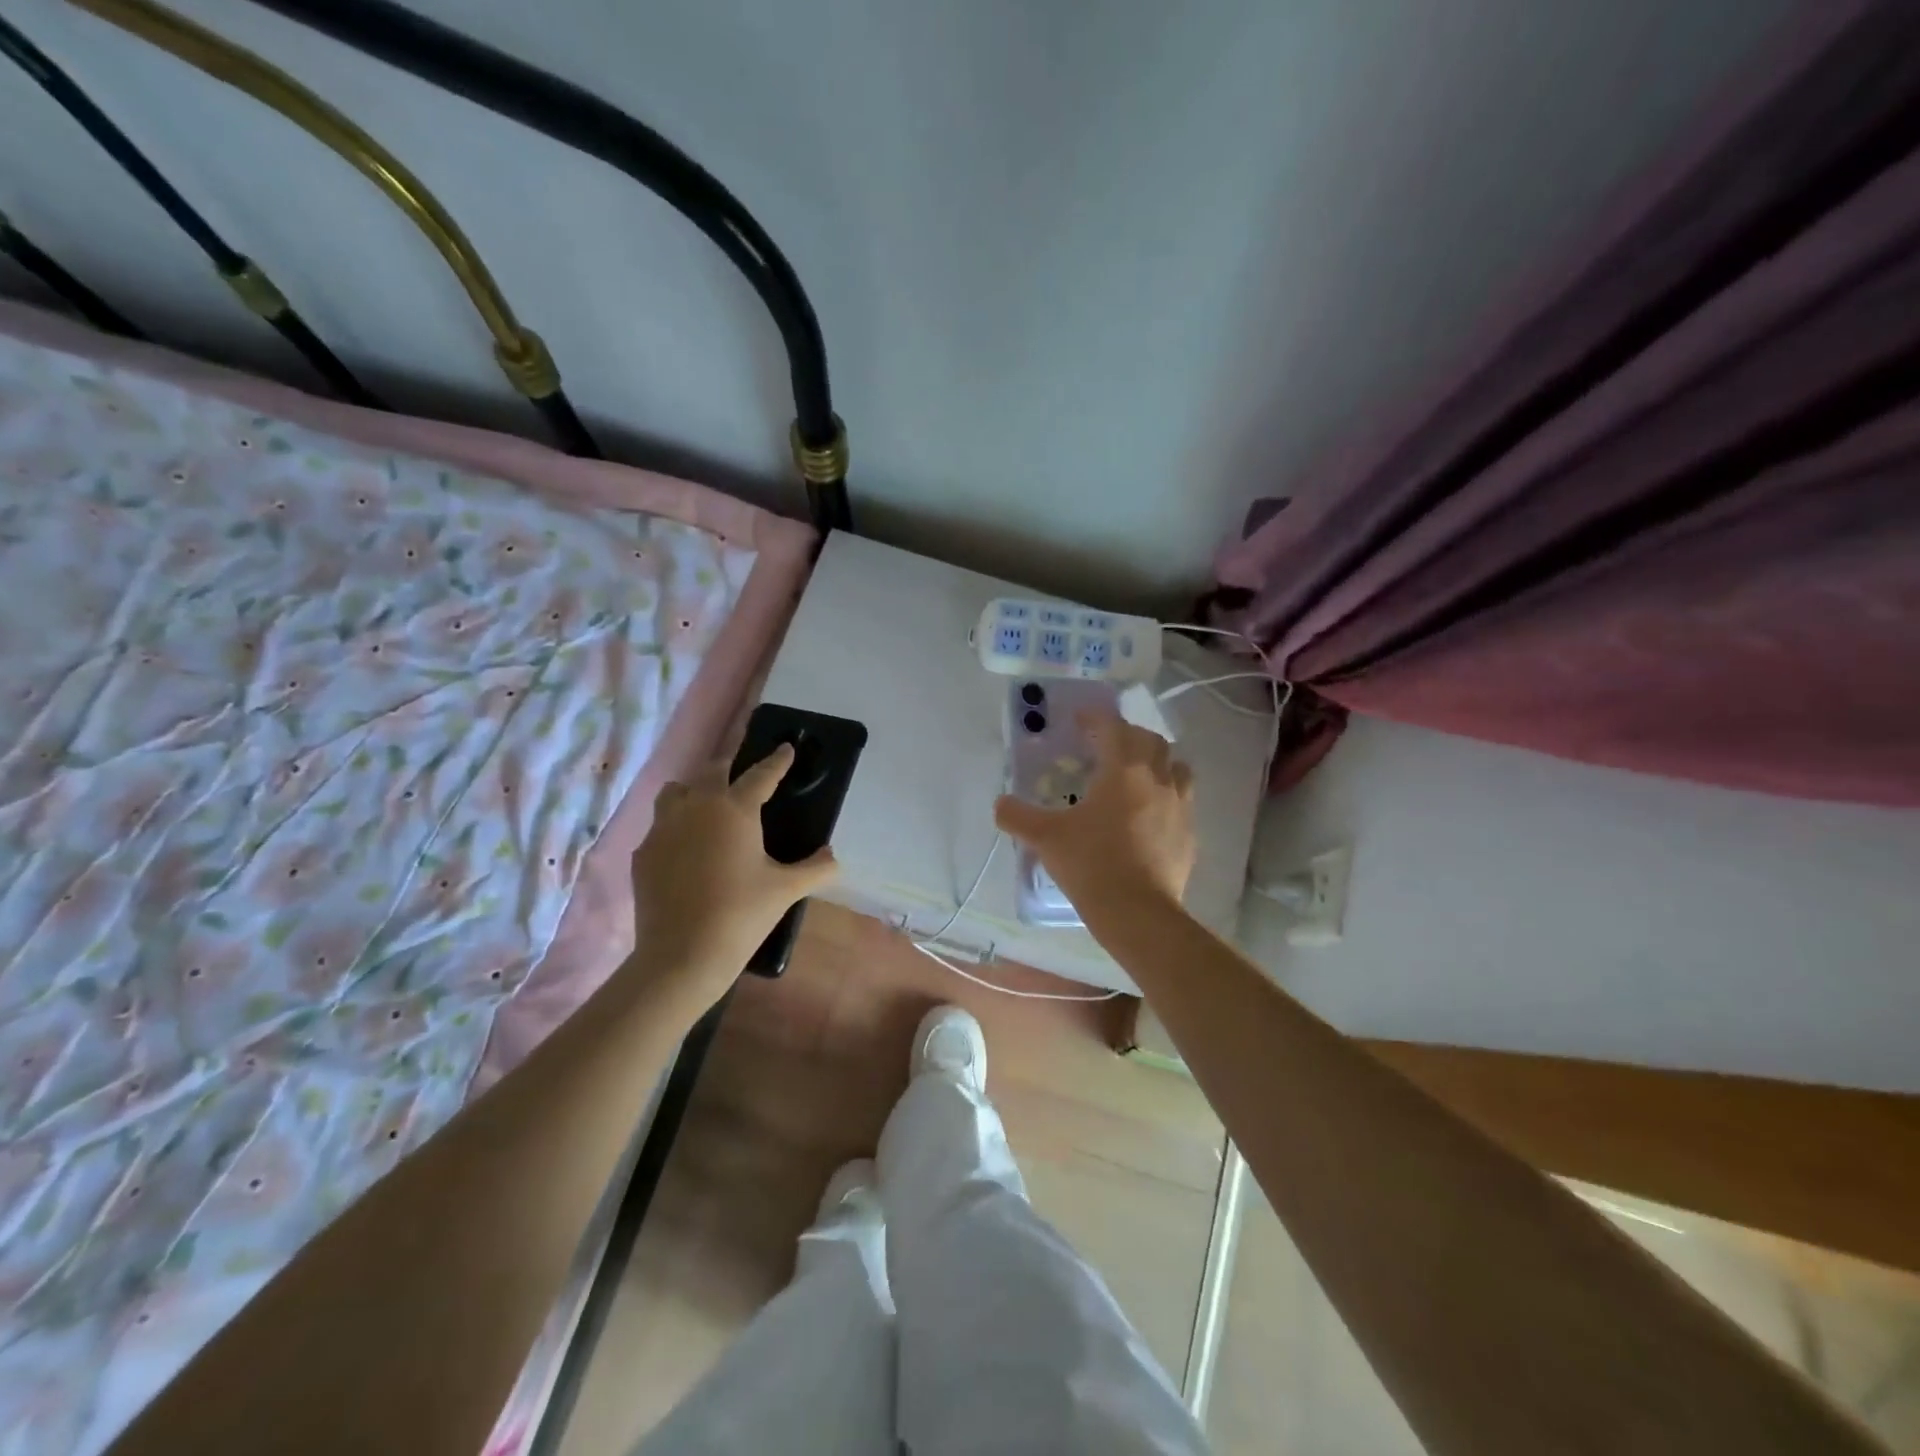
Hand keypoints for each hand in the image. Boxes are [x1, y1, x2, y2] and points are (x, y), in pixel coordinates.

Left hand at [629, 743, 837, 1011]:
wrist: (682, 955)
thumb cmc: (742, 914)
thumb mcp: (786, 890)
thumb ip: (815, 868)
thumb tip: (833, 857)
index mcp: (734, 809)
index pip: (761, 775)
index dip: (776, 761)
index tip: (786, 748)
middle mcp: (696, 807)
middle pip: (713, 771)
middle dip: (731, 767)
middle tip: (745, 777)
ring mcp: (663, 829)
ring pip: (677, 792)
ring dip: (695, 791)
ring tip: (708, 807)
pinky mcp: (644, 853)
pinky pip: (660, 826)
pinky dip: (676, 828)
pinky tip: (686, 850)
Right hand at [993, 712, 1196, 918]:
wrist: (1138, 913)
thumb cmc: (1091, 864)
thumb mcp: (1045, 838)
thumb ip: (1018, 816)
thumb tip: (1000, 804)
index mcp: (1123, 770)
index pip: (1114, 727)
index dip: (1096, 717)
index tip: (1080, 718)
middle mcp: (1157, 779)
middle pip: (1151, 740)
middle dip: (1128, 735)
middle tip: (1105, 745)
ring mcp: (1180, 807)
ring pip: (1176, 767)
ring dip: (1156, 762)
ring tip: (1136, 775)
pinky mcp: (1190, 835)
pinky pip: (1182, 802)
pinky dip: (1166, 796)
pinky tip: (1150, 815)